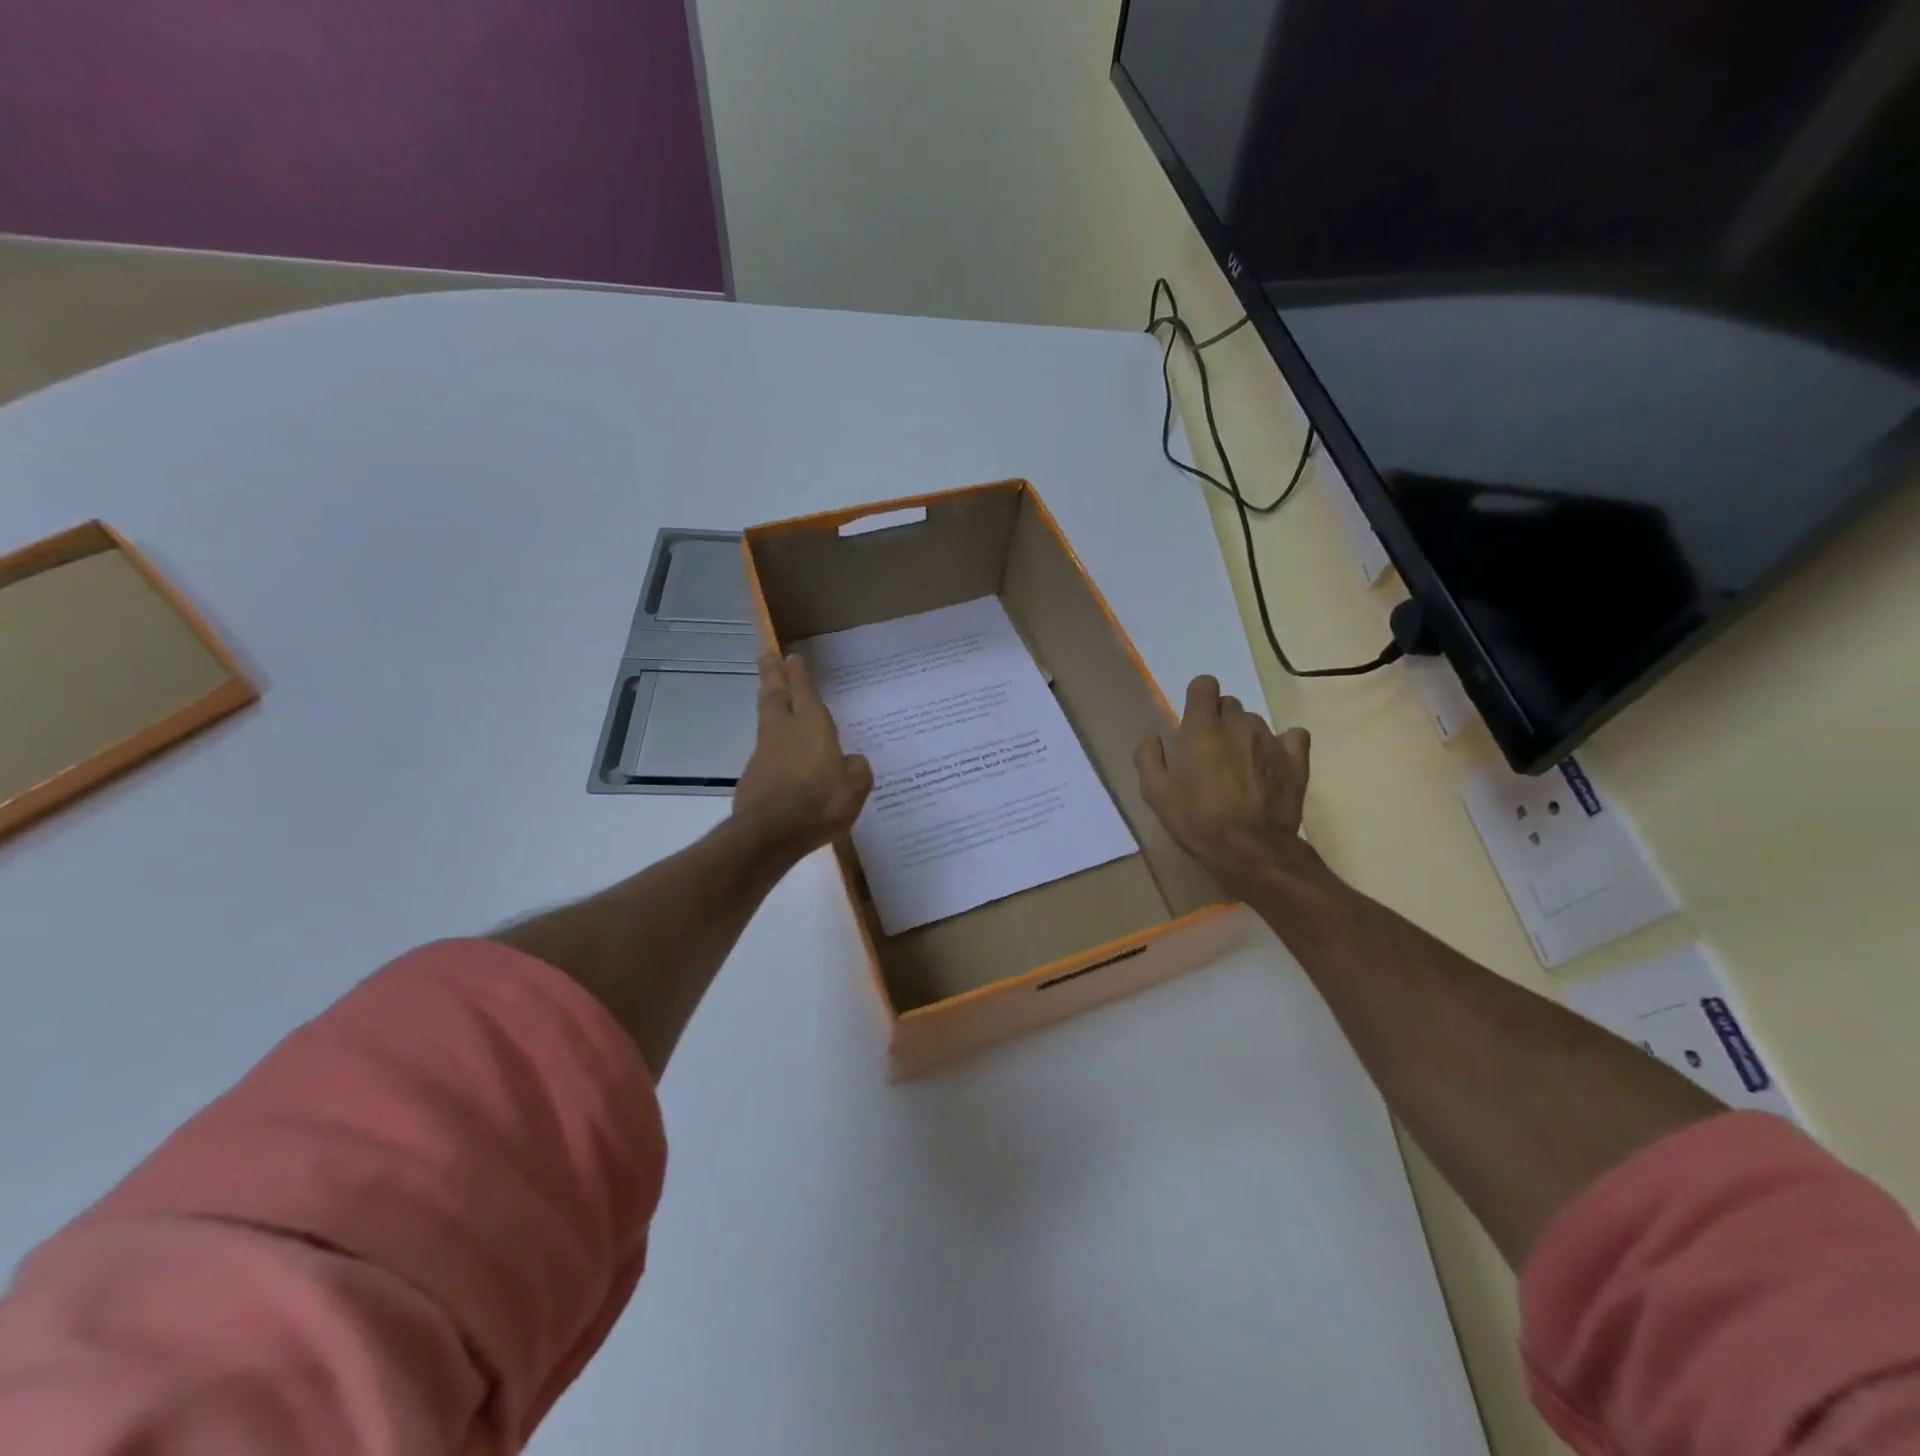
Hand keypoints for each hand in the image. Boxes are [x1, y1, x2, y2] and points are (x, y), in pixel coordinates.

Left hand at [731, 652, 872, 859]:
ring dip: (769, 704)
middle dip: (772, 674)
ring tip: (771, 696)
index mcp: (812, 726)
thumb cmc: (820, 802)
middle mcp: (784, 731)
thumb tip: (850, 761)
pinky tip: (781, 755)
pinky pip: (765, 751)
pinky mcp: (753, 776)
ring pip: (766, 719)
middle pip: (774, 695)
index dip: (798, 674)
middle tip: (766, 655)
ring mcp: (764, 753)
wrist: (770, 833)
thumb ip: (856, 768)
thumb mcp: (855, 786)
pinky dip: (772, 745)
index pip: (804, 691)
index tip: (791, 655)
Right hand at [1135, 675, 1316, 898]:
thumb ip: (1149, 758)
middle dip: (1219, 720)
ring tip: (1240, 766)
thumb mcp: (1155, 793)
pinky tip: (1273, 763)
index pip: (1204, 685)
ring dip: (1245, 736)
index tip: (1192, 719)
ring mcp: (1271, 740)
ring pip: (1256, 722)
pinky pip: (1292, 737)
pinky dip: (1282, 744)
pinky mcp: (1295, 759)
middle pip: (1229, 704)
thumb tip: (1153, 739)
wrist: (1249, 849)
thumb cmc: (1196, 819)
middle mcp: (1238, 724)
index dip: (1198, 697)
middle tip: (1211, 752)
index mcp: (1202, 728)